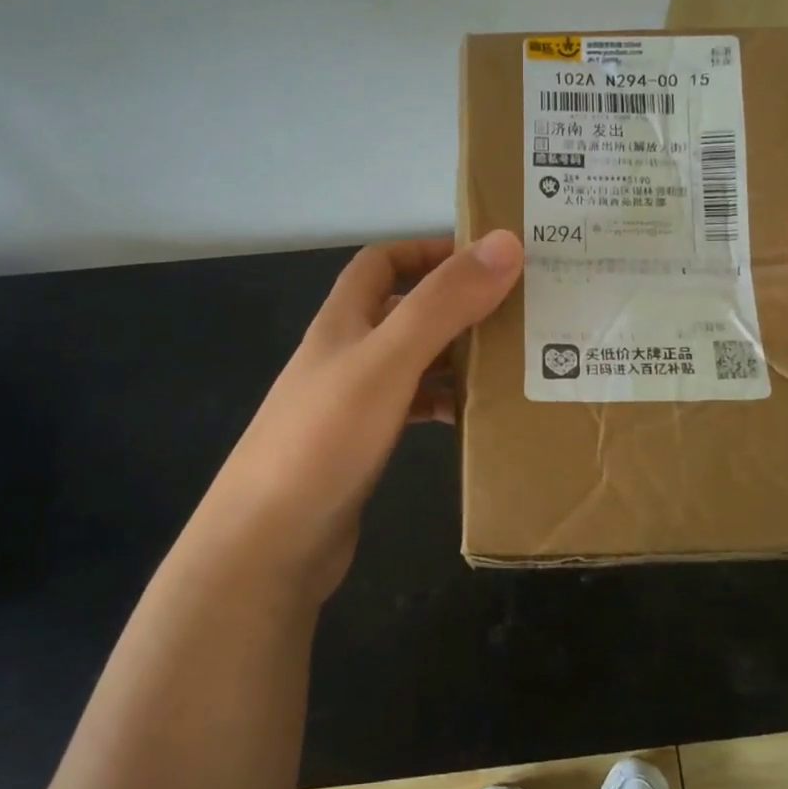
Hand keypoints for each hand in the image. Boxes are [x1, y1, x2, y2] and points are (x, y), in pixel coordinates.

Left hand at [194, 232, 523, 602]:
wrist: (268, 545)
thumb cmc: (325, 440)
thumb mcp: (388, 361)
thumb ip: (443, 304)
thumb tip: (505, 243)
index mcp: (343, 322)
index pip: (382, 262)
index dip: (427, 251)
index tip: (486, 259)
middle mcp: (346, 354)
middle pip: (405, 311)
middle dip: (457, 305)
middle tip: (519, 311)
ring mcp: (352, 403)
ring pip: (414, 362)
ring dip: (457, 356)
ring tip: (513, 362)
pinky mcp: (362, 446)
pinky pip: (413, 408)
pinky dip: (445, 403)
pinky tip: (476, 416)